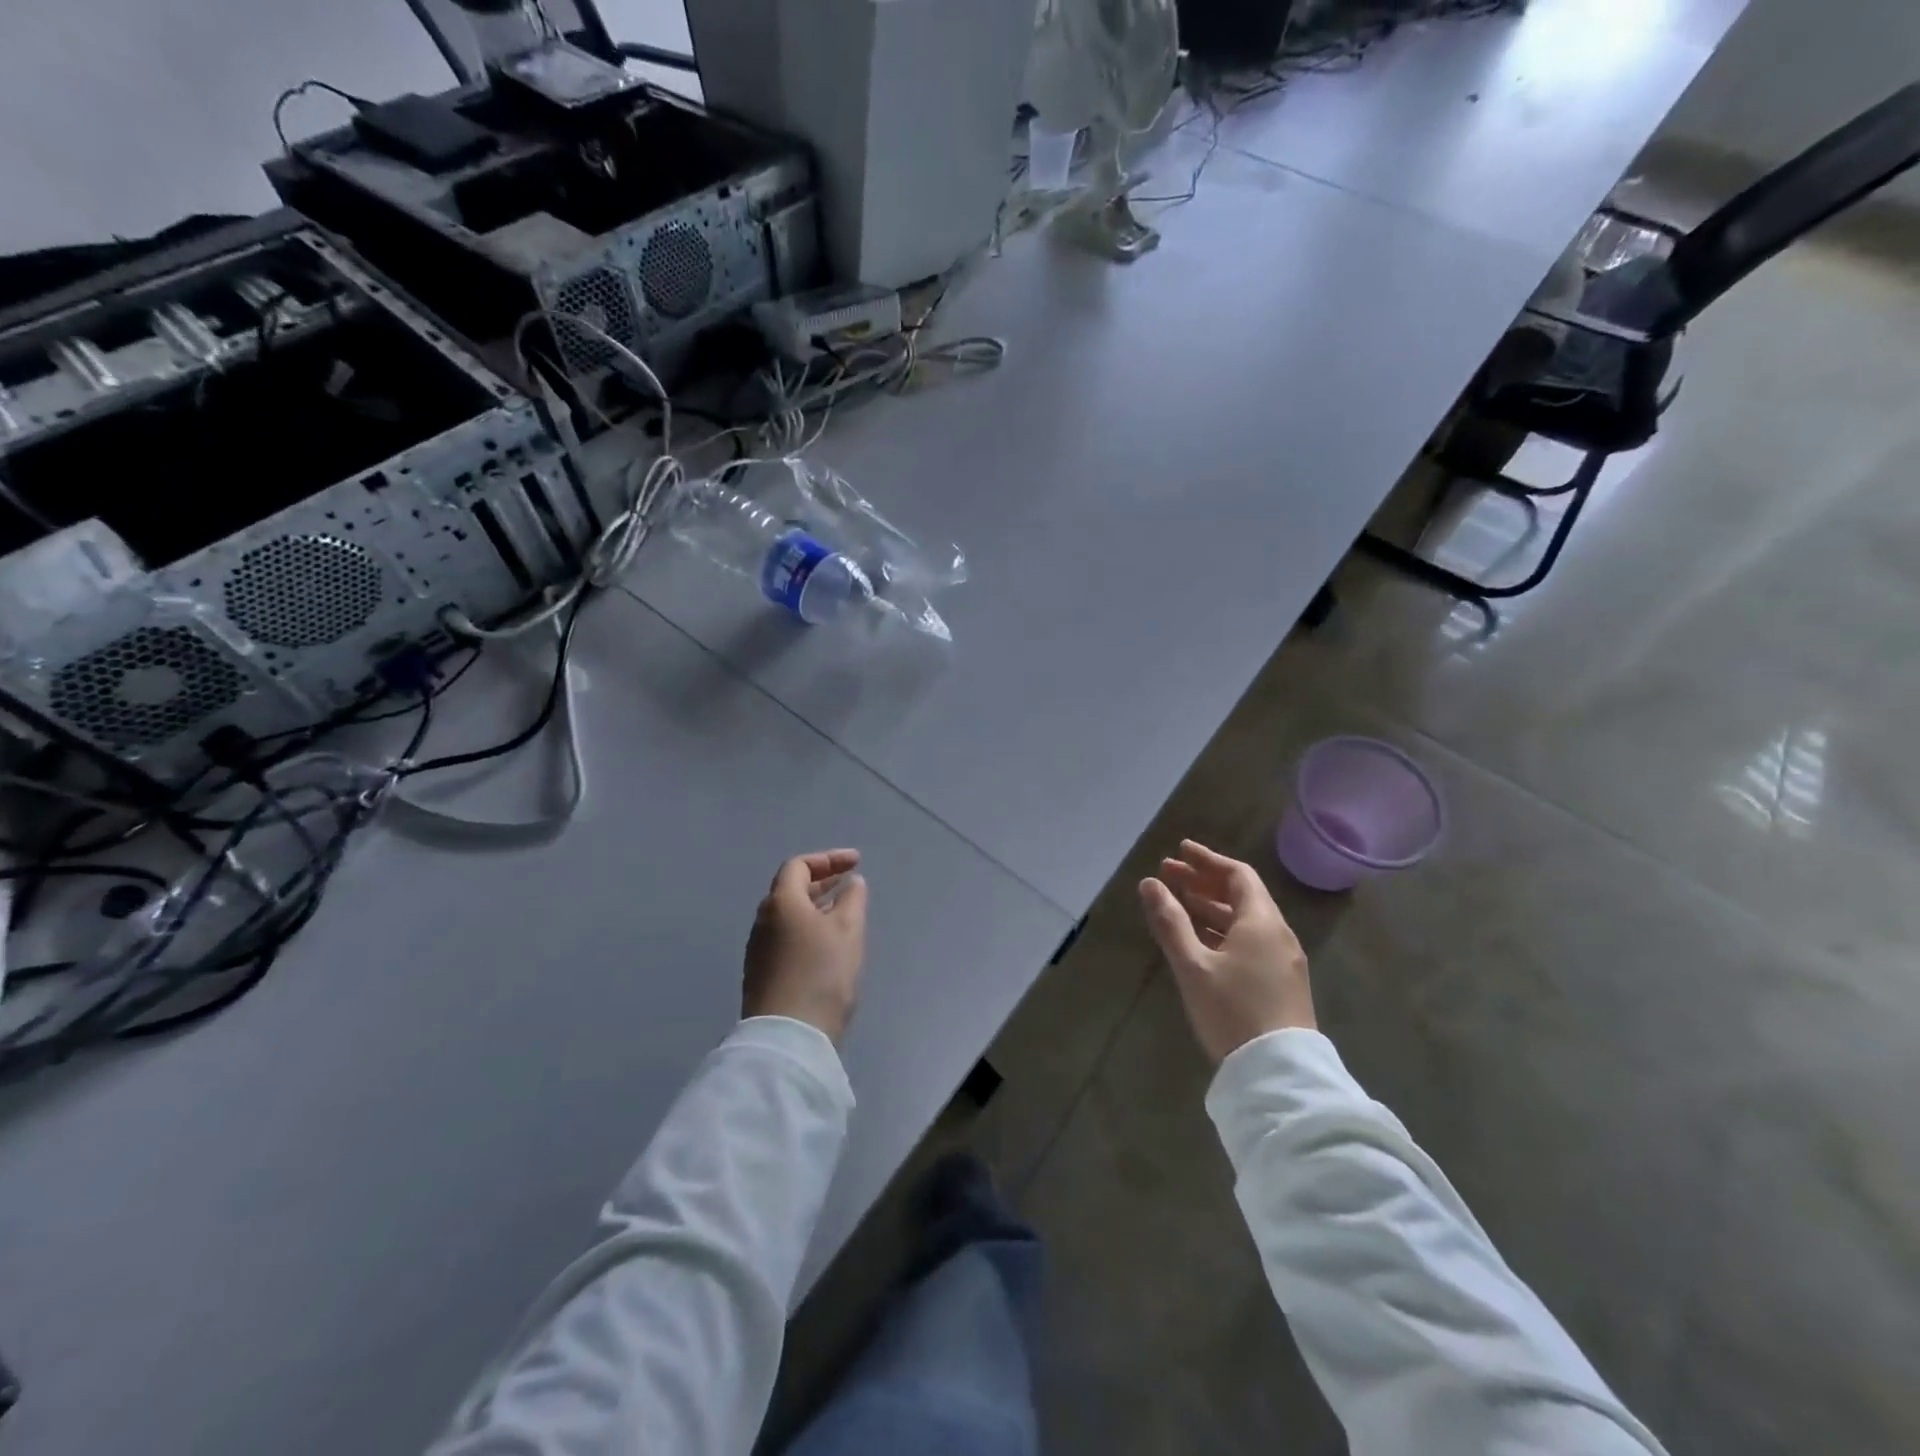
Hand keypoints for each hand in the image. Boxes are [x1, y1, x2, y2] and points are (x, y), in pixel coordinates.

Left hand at [744, 849, 868, 1043]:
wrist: (789, 1036)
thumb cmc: (822, 973)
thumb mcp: (848, 930)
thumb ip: (852, 899)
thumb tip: (851, 883)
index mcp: (781, 902)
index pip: (799, 866)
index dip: (828, 859)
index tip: (856, 862)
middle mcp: (763, 921)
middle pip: (791, 889)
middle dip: (822, 881)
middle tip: (850, 881)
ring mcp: (759, 949)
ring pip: (789, 915)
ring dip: (815, 905)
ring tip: (843, 910)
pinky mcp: (762, 974)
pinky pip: (786, 936)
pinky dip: (808, 927)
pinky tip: (827, 943)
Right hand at [1138, 840, 1314, 1063]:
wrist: (1279, 1073)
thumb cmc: (1232, 1011)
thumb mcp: (1193, 965)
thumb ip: (1170, 922)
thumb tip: (1149, 884)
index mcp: (1261, 922)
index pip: (1237, 875)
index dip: (1207, 861)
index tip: (1179, 851)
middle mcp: (1278, 934)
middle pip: (1242, 895)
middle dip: (1204, 882)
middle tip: (1169, 875)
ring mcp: (1283, 960)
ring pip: (1245, 920)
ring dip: (1212, 906)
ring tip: (1178, 902)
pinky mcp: (1281, 983)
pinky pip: (1251, 941)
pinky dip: (1224, 929)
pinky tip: (1202, 939)